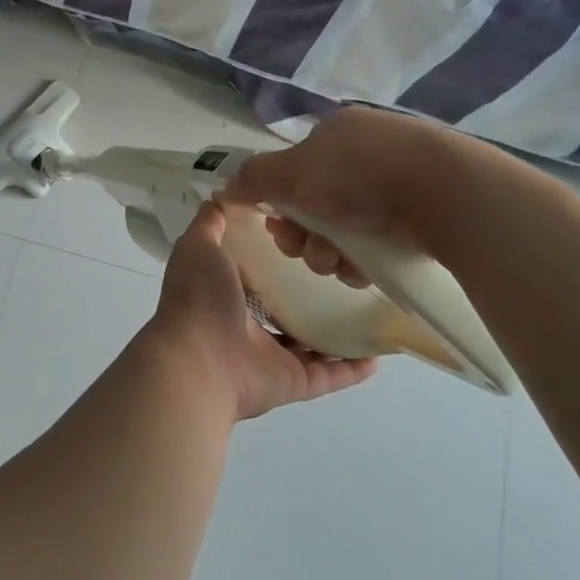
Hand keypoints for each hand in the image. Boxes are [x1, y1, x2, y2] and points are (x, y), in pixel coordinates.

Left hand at [146, 202, 375, 421]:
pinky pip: (329, 375)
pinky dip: (352, 368)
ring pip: (310, 343)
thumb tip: (222, 197)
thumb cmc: (200, 298)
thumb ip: (210, 224)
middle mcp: (248, 325)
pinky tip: (379, 353)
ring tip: (370, 307)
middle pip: (286, 307)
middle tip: (346, 268)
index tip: (310, 234)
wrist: (200, 360)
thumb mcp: (199, 246)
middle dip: (309, 292)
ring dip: (336, 330)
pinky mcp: (294, 382)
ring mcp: (271, 356)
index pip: (257, 271)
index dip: (278, 255)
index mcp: (226, 292)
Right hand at [225, 106, 457, 285]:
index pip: (295, 172)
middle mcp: (365, 155)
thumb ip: (254, 178)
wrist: (443, 193)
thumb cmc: (358, 174)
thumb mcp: (293, 172)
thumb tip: (225, 186)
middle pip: (315, 205)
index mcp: (337, 134)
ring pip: (343, 229)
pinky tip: (362, 267)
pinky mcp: (421, 216)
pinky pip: (375, 242)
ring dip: (329, 252)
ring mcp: (397, 184)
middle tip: (306, 249)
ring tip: (338, 261)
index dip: (280, 204)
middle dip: (304, 235)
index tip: (277, 228)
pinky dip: (361, 259)